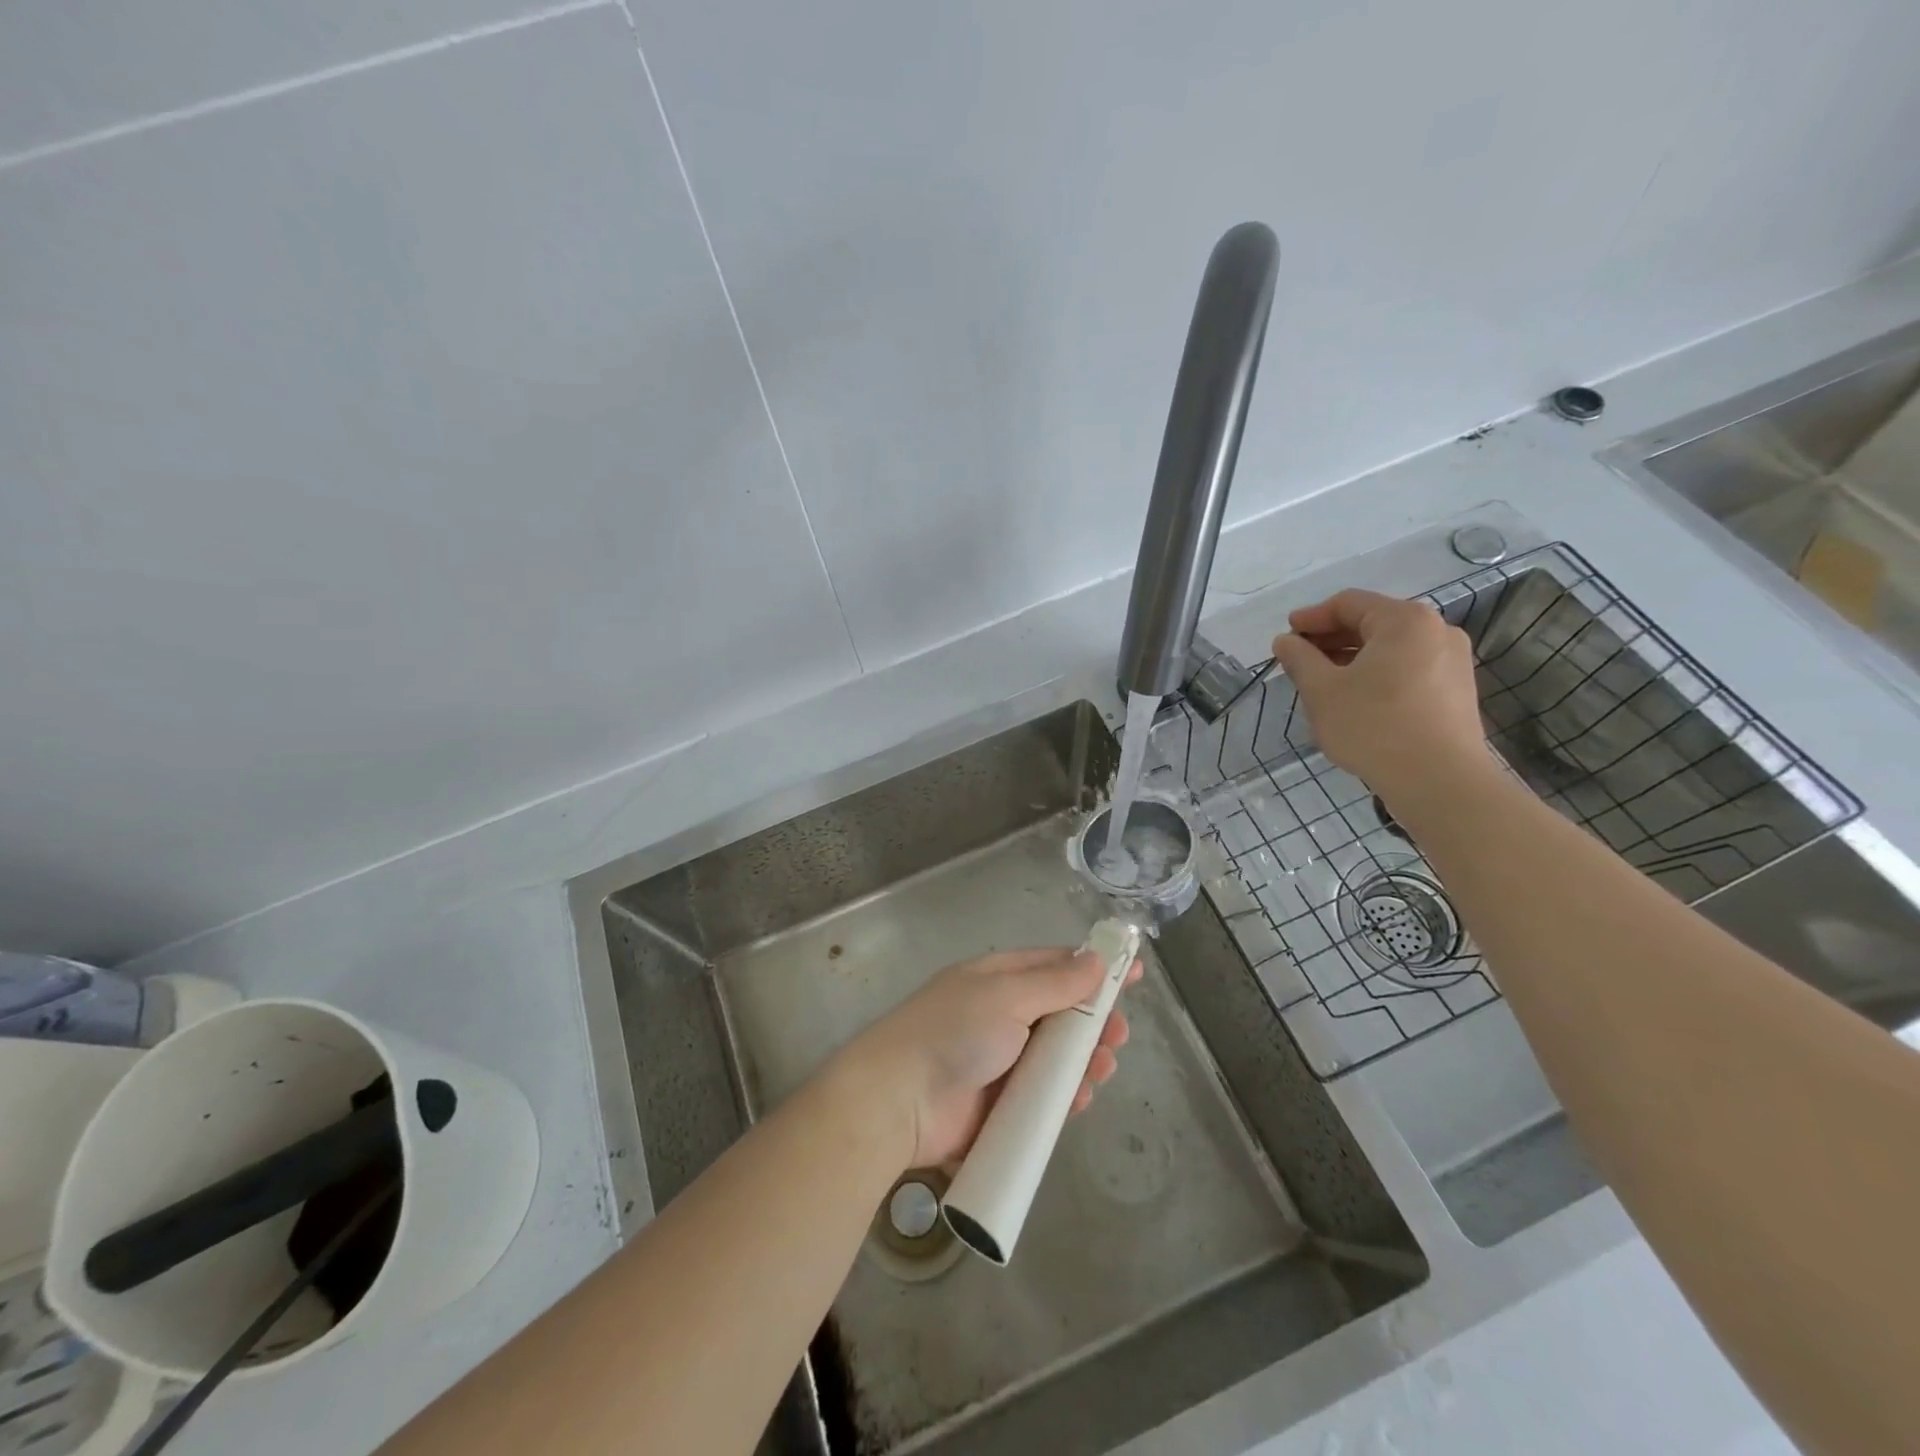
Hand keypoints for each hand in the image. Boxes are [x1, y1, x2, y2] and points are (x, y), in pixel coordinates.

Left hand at [841, 947, 1141, 1170]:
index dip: (1092, 968)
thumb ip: (1054, 983)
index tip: (1132, 973)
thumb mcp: (1006, 997)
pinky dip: (1064, 1096)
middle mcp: (999, 1016)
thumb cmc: (953, 1034)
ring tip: (1103, 1068)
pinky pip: (1042, 1097)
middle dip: (1093, 1022)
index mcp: (996, 980)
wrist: (898, 1101)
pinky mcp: (999, 1106)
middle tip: (1119, 1035)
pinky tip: (1080, 1099)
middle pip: (1059, 1014)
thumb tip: (1096, 960)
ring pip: (1055, 1058)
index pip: (1053, 966)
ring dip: (1083, 1061)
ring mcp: (999, 1062)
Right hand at [1270, 589, 1490, 804]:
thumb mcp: (1322, 691)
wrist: (1438, 781)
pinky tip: (1356, 699)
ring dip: (1352, 659)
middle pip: (1372, 623)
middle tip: (1299, 659)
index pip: (1348, 603)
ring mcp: (1452, 661)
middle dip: (1331, 639)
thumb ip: (1299, 659)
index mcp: (1404, 621)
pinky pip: (1408, 669)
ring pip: (1391, 649)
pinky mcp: (1456, 691)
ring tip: (1322, 682)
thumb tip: (1285, 641)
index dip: (1311, 617)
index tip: (1285, 635)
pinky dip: (1377, 675)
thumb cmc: (1373, 726)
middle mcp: (1436, 631)